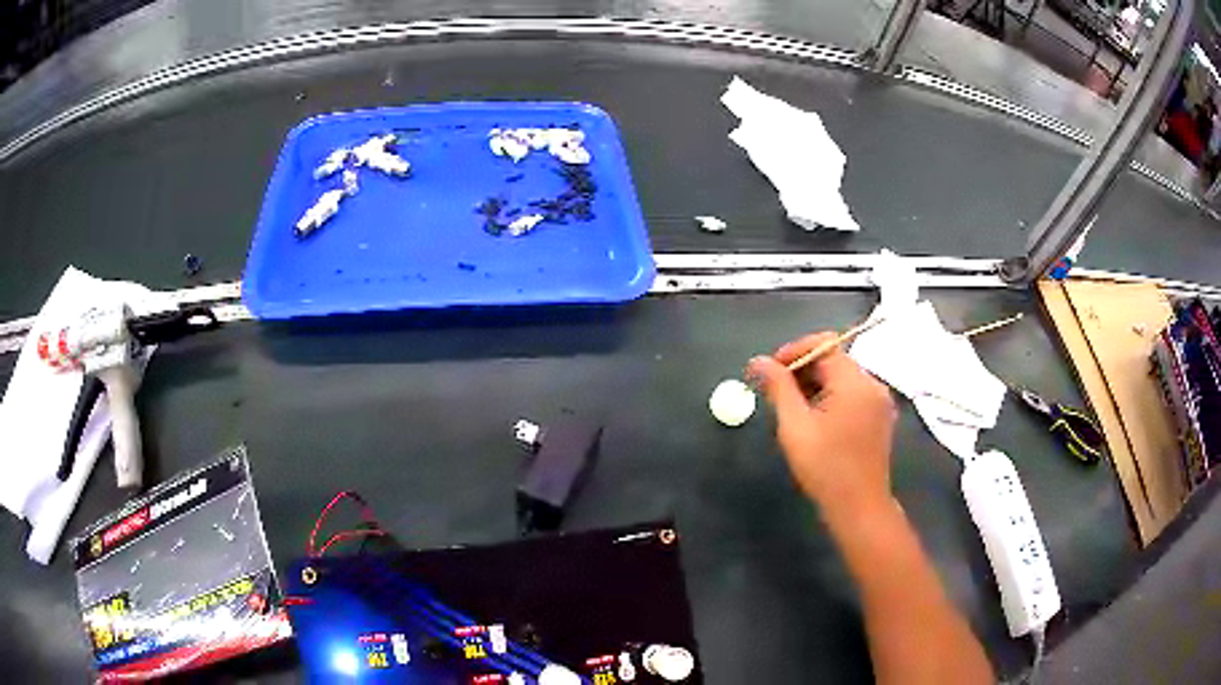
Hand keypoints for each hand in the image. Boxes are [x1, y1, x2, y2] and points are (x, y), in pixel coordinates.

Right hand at [748, 332, 897, 522]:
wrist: (859, 507)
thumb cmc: (825, 468)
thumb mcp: (795, 426)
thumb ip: (778, 388)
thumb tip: (758, 361)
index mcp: (855, 382)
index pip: (824, 345)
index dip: (794, 351)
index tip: (770, 371)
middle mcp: (873, 385)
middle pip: (835, 360)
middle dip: (803, 370)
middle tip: (777, 394)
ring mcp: (879, 402)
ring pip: (843, 378)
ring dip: (816, 385)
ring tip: (794, 411)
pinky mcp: (880, 417)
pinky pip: (853, 394)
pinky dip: (832, 398)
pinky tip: (816, 421)